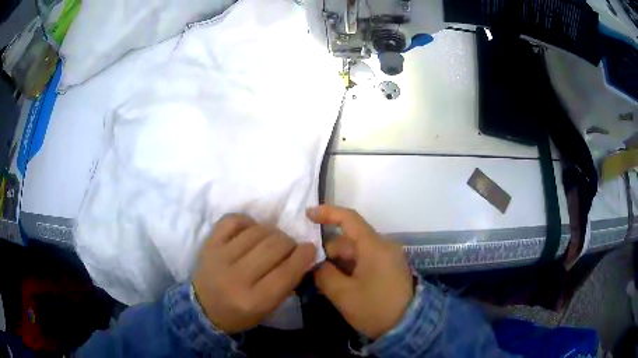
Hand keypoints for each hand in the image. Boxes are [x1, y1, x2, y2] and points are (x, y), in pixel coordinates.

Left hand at [193, 214, 315, 333]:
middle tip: (290, 246)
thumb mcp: (268, 309)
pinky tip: (251, 230)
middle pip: (274, 247)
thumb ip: (287, 284)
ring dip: (272, 232)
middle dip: (289, 243)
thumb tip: (303, 256)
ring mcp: (219, 257)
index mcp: (254, 300)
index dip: (304, 255)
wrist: (203, 309)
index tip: (310, 248)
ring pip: (257, 231)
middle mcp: (236, 278)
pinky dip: (248, 221)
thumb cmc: (240, 314)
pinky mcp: (209, 244)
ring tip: (272, 240)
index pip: (286, 272)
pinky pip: (233, 220)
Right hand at [308, 205, 413, 339]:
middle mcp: (383, 247)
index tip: (307, 215)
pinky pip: (364, 262)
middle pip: (349, 241)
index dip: (327, 213)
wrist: (408, 327)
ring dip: (338, 264)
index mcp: (374, 247)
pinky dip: (349, 270)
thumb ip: (324, 275)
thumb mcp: (344, 294)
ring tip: (322, 282)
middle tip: (310, 270)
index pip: (350, 219)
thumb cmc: (375, 308)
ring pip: (355, 253)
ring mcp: (388, 258)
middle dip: (328, 253)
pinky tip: (338, 285)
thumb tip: (317, 264)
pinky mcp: (389, 269)